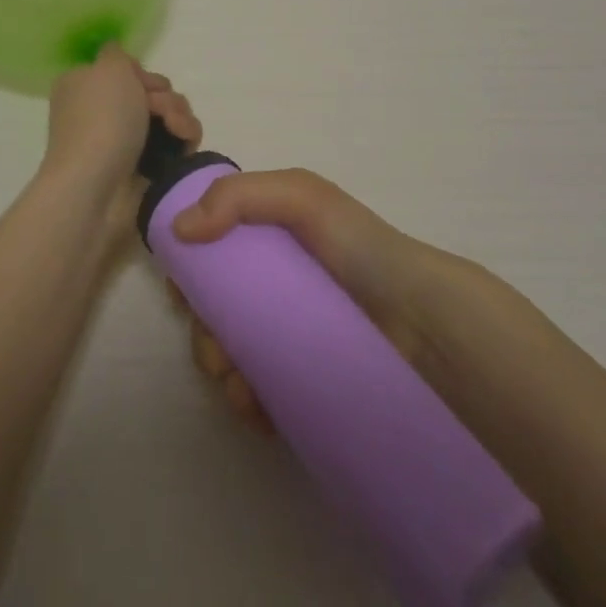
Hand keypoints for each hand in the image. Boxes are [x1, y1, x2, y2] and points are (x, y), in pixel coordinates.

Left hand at [39, 45, 201, 198]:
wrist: (96, 188)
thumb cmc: (100, 121)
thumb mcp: (108, 68)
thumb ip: (118, 54)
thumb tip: (119, 58)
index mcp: (86, 86)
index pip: (127, 70)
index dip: (142, 74)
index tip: (143, 83)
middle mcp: (103, 112)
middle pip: (152, 92)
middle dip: (165, 96)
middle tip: (159, 110)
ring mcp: (125, 141)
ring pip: (169, 116)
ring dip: (179, 116)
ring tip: (175, 130)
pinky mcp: (146, 167)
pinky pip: (176, 143)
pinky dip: (184, 139)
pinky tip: (184, 144)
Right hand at [167, 169, 437, 433]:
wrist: (425, 327)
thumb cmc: (360, 251)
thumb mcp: (304, 197)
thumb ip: (239, 196)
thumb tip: (180, 231)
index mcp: (270, 243)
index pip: (213, 256)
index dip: (191, 274)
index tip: (184, 296)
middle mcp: (275, 288)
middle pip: (215, 311)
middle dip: (203, 334)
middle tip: (218, 353)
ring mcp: (289, 338)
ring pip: (231, 355)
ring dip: (220, 372)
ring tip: (241, 387)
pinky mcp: (304, 383)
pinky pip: (259, 395)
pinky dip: (246, 402)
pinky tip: (256, 410)